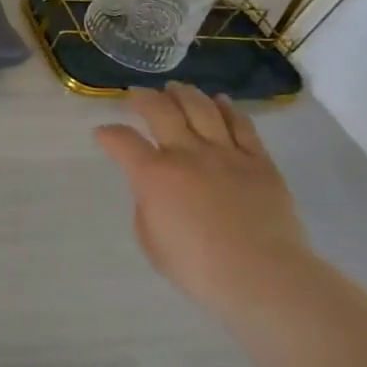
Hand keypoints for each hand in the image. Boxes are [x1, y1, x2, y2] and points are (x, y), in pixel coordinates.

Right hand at [95, 84, 312, 314]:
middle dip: (144, 98)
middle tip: (138, 94)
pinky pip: (242, 126)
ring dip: (184, 94)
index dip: (108, 134)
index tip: (103, 134)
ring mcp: (226, 154)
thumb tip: (153, 191)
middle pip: (161, 110)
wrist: (263, 277)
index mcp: (153, 175)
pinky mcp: (259, 163)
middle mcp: (187, 154)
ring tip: (176, 89)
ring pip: (202, 109)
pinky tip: (220, 102)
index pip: (122, 140)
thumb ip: (146, 206)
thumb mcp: (150, 241)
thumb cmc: (198, 267)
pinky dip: (228, 109)